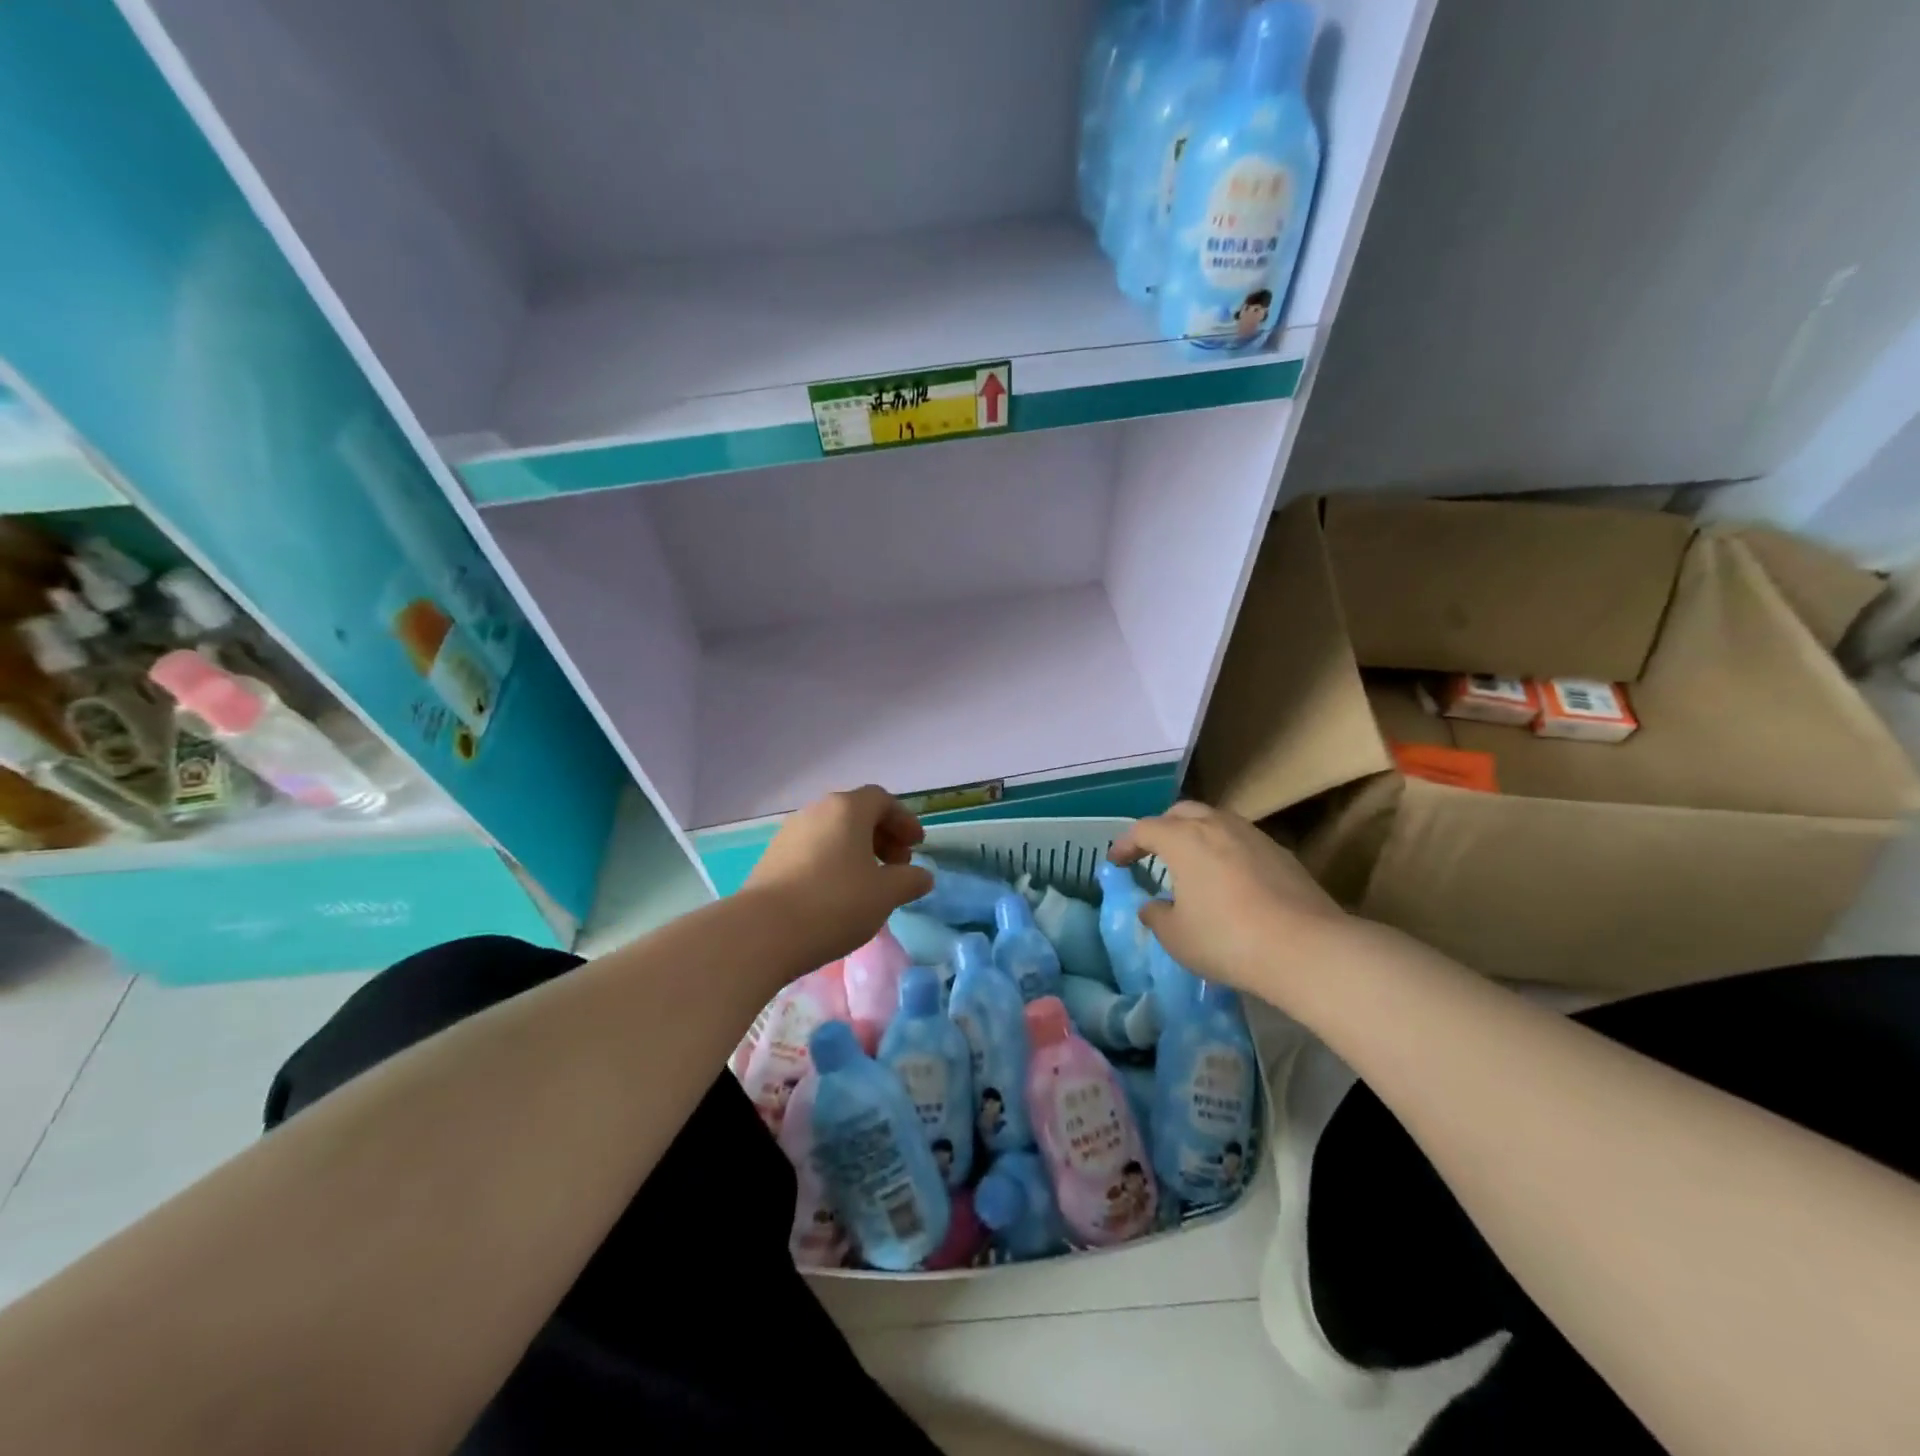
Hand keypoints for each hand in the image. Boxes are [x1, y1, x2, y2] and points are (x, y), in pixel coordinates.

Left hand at [744, 786, 933, 967]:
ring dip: (857, 851)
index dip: (903, 820)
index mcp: (846, 809)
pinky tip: (837, 894)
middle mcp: (816, 812)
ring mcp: (789, 834)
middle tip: (897, 866)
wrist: (762, 932)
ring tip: (868, 884)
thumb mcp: (885, 895)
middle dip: (882, 836)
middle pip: (856, 813)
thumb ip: (910, 881)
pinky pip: (813, 850)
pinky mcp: (771, 858)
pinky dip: (833, 862)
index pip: (882, 800)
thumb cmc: (834, 904)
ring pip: (833, 833)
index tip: (917, 847)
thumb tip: (922, 876)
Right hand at [1109, 802, 1347, 999]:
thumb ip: (1156, 916)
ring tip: (1192, 862)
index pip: (1144, 829)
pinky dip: (1225, 850)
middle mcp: (1216, 825)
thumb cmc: (1226, 939)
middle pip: (1181, 813)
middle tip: (1153, 852)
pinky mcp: (1281, 853)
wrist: (1305, 947)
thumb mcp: (1176, 937)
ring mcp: (1253, 835)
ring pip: (1215, 821)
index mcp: (1183, 839)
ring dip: (1196, 835)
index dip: (1125, 844)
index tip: (1116, 862)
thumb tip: (1152, 906)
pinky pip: (1241, 840)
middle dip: (1162, 828)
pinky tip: (1229, 878)